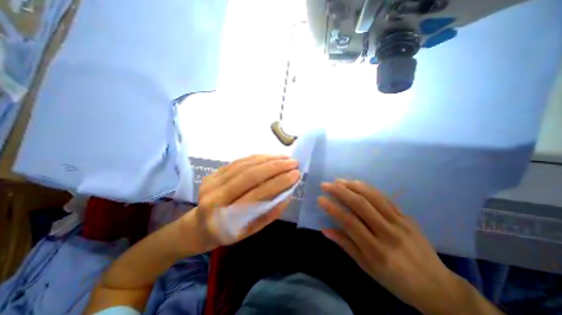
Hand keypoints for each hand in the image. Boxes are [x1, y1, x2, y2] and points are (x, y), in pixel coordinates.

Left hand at [183, 154, 300, 254]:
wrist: (198, 226)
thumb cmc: (226, 233)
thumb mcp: (249, 231)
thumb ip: (269, 213)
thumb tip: (287, 194)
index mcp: (224, 218)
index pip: (257, 195)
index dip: (278, 183)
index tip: (296, 174)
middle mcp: (215, 196)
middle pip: (250, 175)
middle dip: (275, 166)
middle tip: (293, 162)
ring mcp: (212, 181)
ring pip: (245, 165)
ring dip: (268, 159)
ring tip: (285, 157)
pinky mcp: (213, 173)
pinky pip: (239, 161)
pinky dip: (257, 157)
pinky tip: (270, 156)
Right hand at [317, 178, 462, 313]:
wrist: (437, 286)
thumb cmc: (396, 280)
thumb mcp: (367, 268)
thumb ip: (346, 245)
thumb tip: (325, 230)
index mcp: (376, 250)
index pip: (350, 223)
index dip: (333, 209)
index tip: (320, 199)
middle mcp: (388, 233)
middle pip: (361, 205)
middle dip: (340, 192)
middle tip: (326, 185)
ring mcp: (400, 222)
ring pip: (373, 197)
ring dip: (353, 186)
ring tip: (339, 180)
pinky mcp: (407, 217)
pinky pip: (385, 198)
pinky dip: (369, 188)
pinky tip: (357, 183)